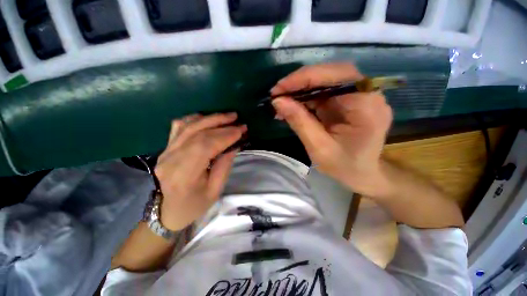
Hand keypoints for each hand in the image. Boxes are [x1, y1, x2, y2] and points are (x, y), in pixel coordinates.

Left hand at [155, 113, 246, 230]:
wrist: (167, 212)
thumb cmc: (194, 205)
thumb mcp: (215, 190)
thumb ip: (224, 165)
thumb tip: (234, 144)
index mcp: (184, 175)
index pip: (205, 146)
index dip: (225, 135)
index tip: (241, 130)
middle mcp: (171, 159)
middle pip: (198, 133)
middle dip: (221, 124)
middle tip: (237, 120)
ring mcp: (165, 151)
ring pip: (188, 126)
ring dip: (210, 118)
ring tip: (227, 116)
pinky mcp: (165, 148)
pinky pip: (178, 127)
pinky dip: (195, 119)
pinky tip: (207, 118)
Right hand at [271, 64, 392, 196]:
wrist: (362, 174)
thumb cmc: (345, 167)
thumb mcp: (319, 148)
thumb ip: (300, 122)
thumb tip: (278, 102)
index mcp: (367, 106)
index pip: (335, 77)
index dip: (303, 79)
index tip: (278, 90)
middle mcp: (368, 93)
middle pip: (331, 73)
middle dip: (300, 82)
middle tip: (278, 94)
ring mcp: (360, 95)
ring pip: (326, 80)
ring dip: (301, 89)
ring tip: (282, 101)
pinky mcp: (349, 100)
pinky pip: (325, 91)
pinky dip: (306, 97)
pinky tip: (293, 105)